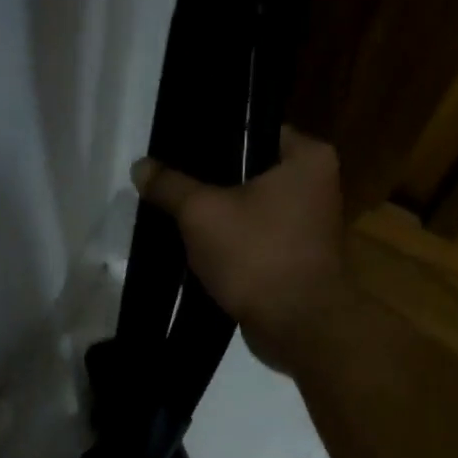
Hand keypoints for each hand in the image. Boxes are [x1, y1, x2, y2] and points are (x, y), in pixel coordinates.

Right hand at [132, 126, 352, 373]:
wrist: (297, 327)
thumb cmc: (257, 256)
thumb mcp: (201, 214)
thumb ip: (170, 186)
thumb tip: (140, 166)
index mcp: (308, 157)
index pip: (253, 130)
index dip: (212, 140)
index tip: (177, 153)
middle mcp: (317, 186)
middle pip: (250, 173)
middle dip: (211, 185)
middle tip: (171, 188)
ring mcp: (310, 228)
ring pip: (252, 211)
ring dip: (219, 220)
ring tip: (178, 220)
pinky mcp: (297, 262)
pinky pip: (256, 243)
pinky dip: (232, 248)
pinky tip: (199, 254)